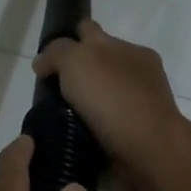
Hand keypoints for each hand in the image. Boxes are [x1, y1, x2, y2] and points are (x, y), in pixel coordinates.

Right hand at [33, 21, 190, 190]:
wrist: (147, 157)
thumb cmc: (115, 101)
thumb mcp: (79, 60)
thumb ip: (57, 53)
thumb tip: (42, 64)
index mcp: (130, 52)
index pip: (92, 34)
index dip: (68, 40)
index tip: (45, 60)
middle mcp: (134, 80)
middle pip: (93, 71)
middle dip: (70, 79)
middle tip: (45, 94)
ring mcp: (132, 115)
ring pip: (94, 106)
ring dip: (73, 112)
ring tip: (48, 123)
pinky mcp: (126, 146)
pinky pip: (96, 137)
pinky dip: (81, 139)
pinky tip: (62, 143)